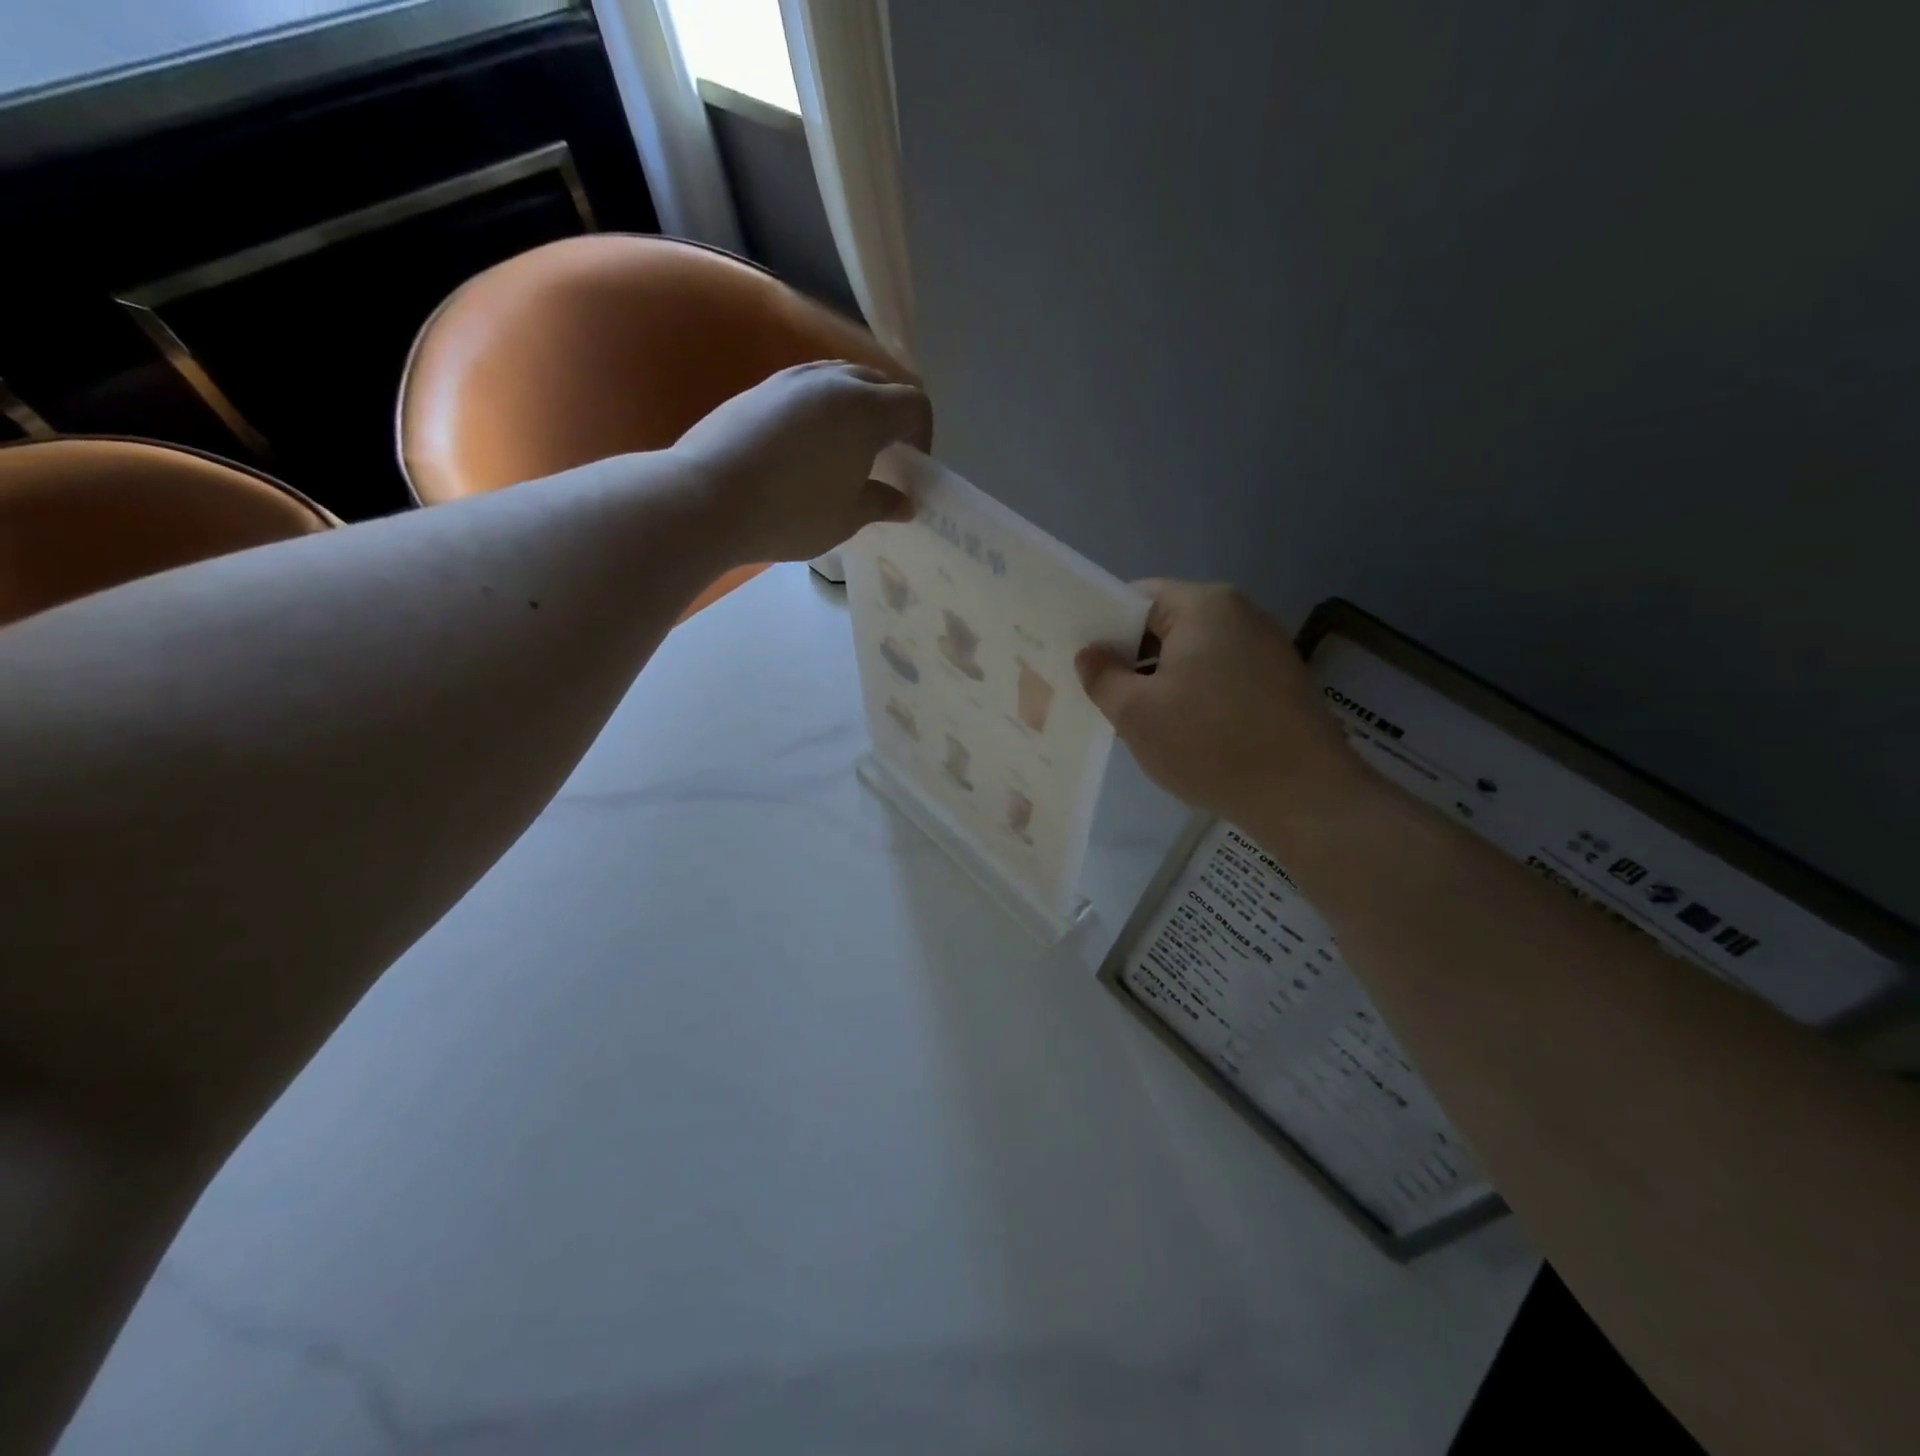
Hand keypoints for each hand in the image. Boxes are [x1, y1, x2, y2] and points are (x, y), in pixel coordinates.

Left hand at [670, 361, 932, 564]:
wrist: (705, 498)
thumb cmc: (790, 513)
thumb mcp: (846, 518)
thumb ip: (881, 503)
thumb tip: (904, 502)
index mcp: (865, 409)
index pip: (913, 404)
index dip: (922, 434)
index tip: (910, 467)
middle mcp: (831, 382)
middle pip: (879, 383)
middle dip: (890, 417)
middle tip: (882, 457)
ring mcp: (790, 379)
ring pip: (839, 380)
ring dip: (854, 409)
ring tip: (844, 450)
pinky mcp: (759, 389)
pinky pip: (805, 390)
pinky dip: (819, 410)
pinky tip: (804, 448)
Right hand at [1076, 581, 1368, 834]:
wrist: (1304, 796)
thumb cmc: (1209, 744)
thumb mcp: (1136, 713)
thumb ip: (1102, 676)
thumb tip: (1089, 654)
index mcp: (1204, 606)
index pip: (1137, 597)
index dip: (1104, 627)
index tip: (1084, 662)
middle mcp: (1241, 613)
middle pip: (1167, 624)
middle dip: (1132, 657)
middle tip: (1103, 695)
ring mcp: (1267, 646)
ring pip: (1194, 652)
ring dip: (1162, 679)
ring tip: (1139, 719)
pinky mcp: (1281, 680)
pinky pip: (1222, 673)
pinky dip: (1195, 693)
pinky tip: (1183, 731)